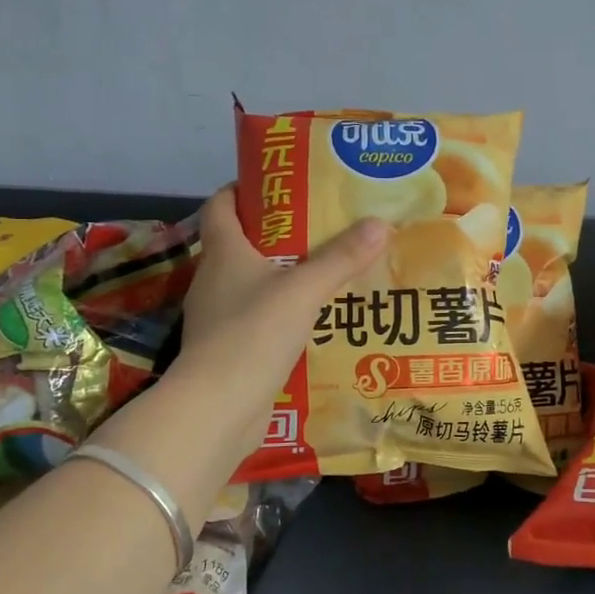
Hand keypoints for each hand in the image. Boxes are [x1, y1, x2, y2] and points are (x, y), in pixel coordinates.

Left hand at [176, 185, 390, 417]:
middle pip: (242, 243)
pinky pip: (260, 320)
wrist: (217, 408)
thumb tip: (380, 223)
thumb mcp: (303, 290)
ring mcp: (219, 318)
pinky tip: (315, 320)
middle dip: (279, 233)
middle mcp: (214, 280)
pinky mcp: (230, 350)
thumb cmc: (253, 334)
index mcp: (223, 253)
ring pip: (253, 284)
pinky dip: (283, 314)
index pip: (221, 205)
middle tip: (324, 227)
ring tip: (328, 272)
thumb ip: (341, 259)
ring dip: (284, 276)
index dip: (245, 189)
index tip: (282, 185)